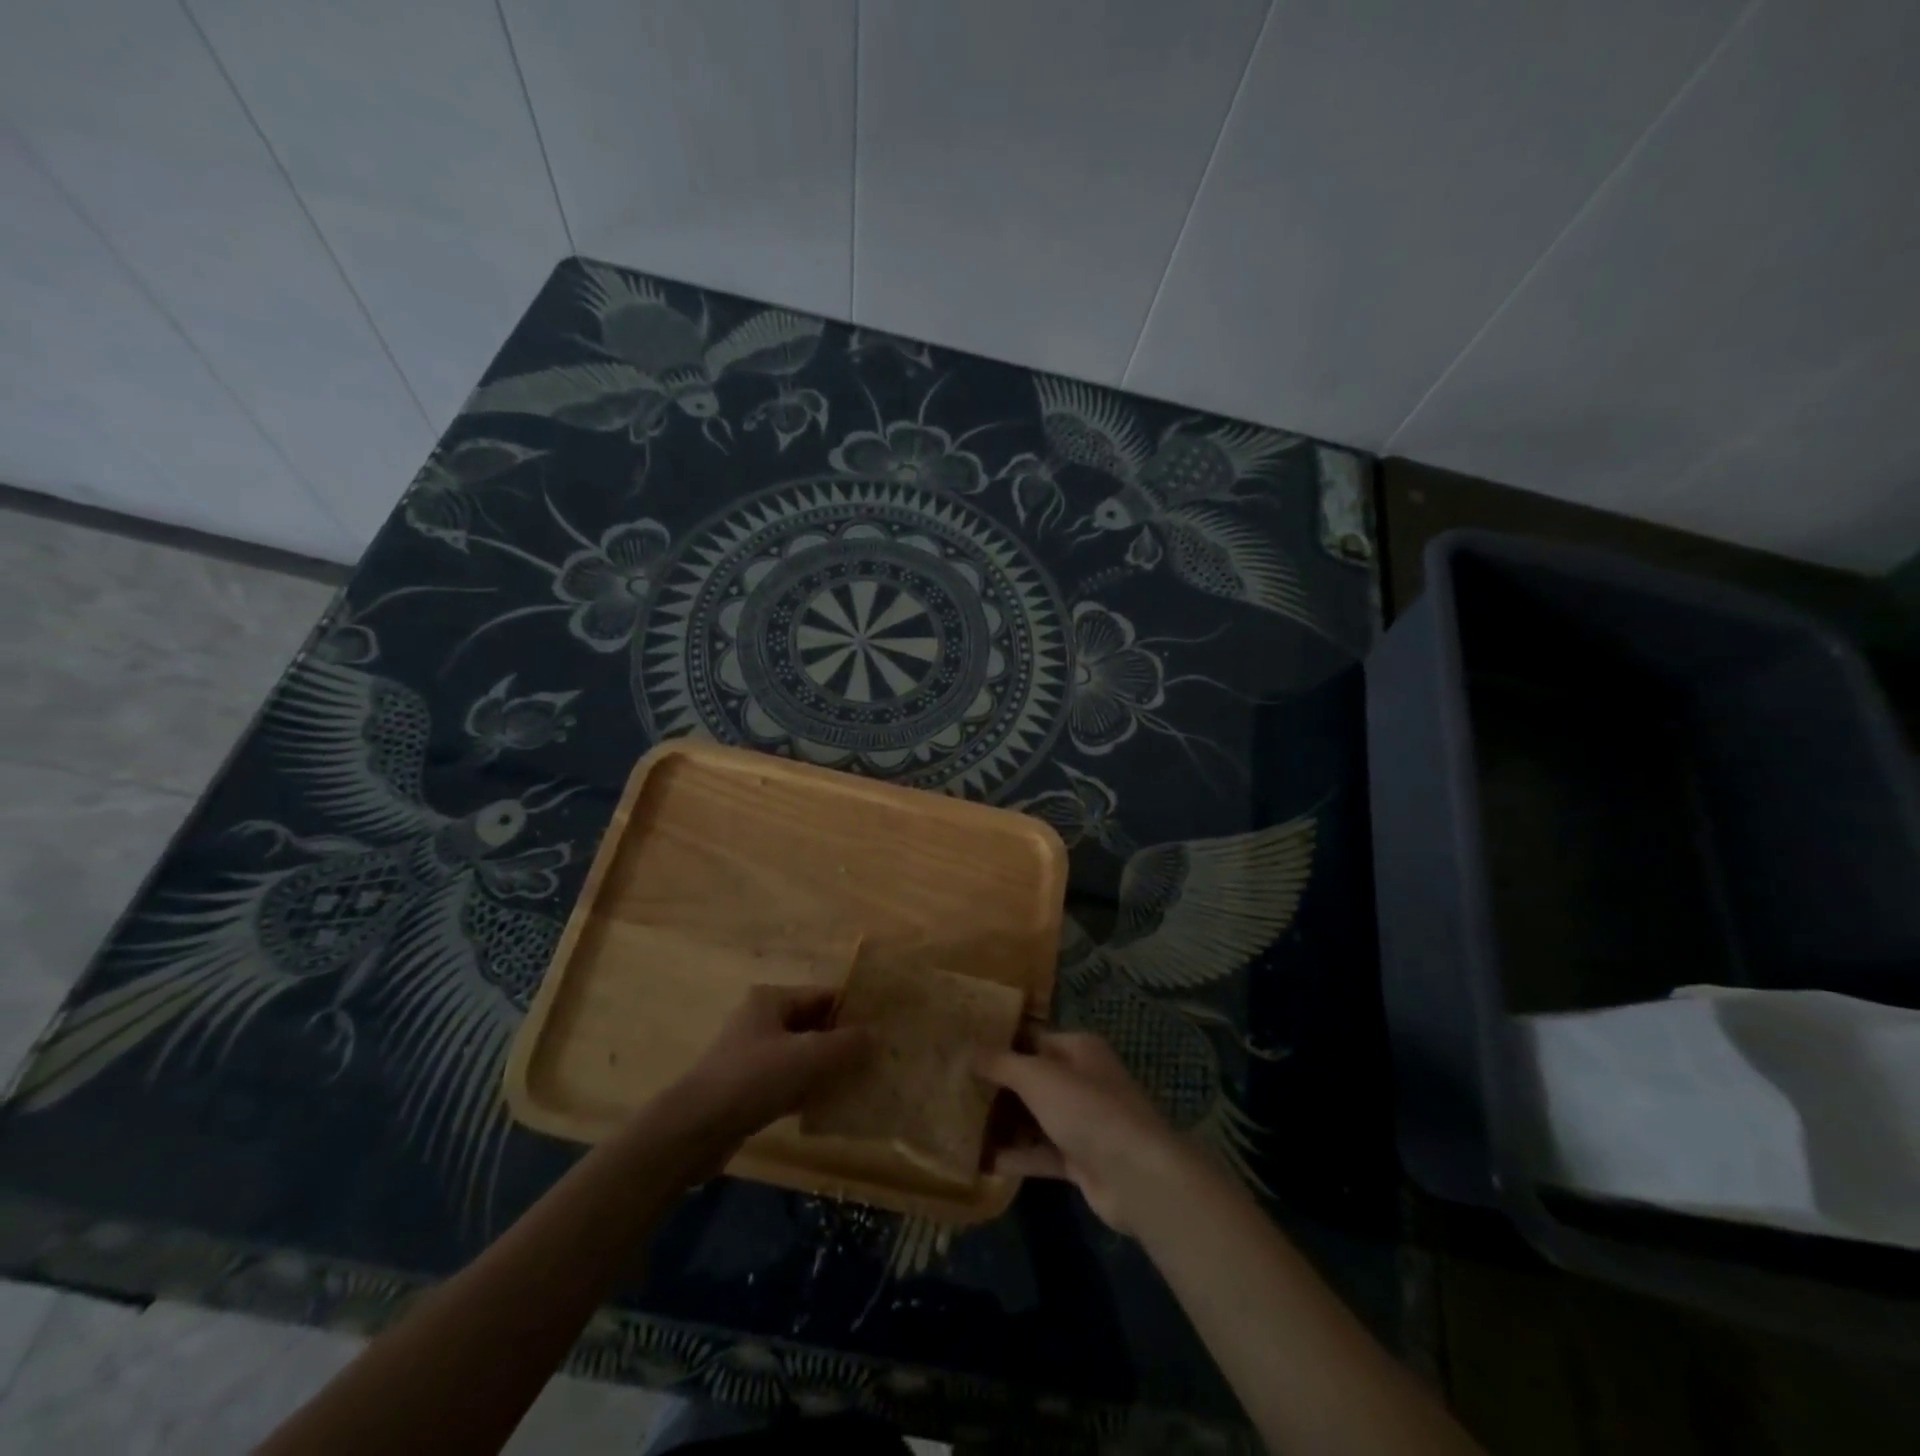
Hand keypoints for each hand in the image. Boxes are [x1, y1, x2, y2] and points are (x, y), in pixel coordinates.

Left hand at [664, 985, 867, 1148]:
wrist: (693, 1130)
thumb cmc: (752, 1079)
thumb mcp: (807, 1057)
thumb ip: (845, 1044)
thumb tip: (877, 1034)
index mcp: (772, 999)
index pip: (824, 996)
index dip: (854, 1011)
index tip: (883, 1029)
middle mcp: (762, 1020)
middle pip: (814, 1025)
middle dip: (843, 1041)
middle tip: (878, 1058)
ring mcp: (753, 1054)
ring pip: (802, 1055)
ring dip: (828, 1068)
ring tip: (863, 1082)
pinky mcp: (748, 1087)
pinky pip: (789, 1081)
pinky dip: (809, 1089)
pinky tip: (832, 1105)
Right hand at [977, 1031, 1188, 1232]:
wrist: (1136, 1176)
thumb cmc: (1087, 1109)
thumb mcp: (1037, 1077)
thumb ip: (1001, 1063)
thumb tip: (968, 1049)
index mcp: (1078, 1049)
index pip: (1032, 1038)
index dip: (1000, 1043)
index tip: (963, 1049)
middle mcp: (1082, 1080)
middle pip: (1031, 1078)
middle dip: (997, 1086)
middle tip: (953, 1088)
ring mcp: (1082, 1121)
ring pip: (1035, 1116)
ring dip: (1004, 1122)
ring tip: (959, 1123)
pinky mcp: (1080, 1159)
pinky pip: (1041, 1152)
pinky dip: (1016, 1155)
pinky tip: (982, 1160)